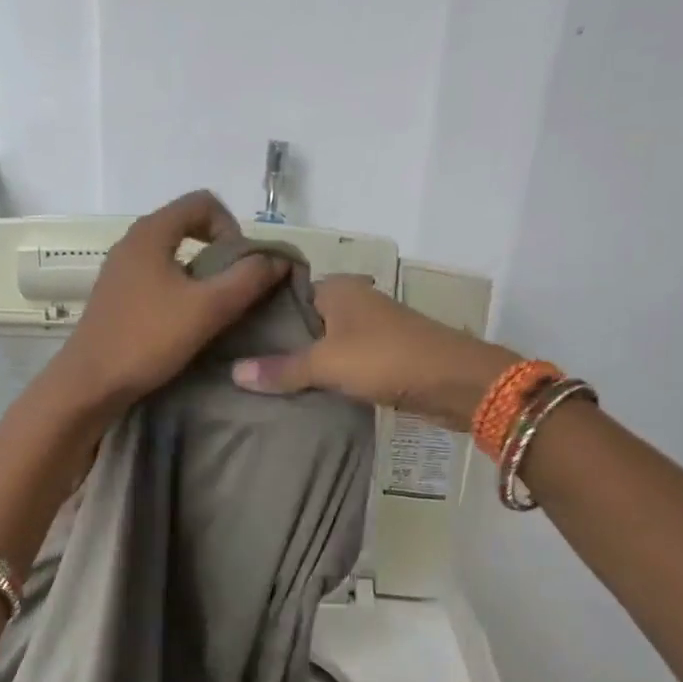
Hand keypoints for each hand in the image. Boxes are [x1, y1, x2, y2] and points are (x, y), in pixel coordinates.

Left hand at [49, 191, 286, 413]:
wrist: (90, 383)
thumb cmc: (148, 339)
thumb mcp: (208, 308)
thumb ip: (248, 279)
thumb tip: (277, 260)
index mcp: (151, 232)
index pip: (203, 202)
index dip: (232, 227)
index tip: (240, 265)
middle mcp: (132, 242)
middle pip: (187, 225)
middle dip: (219, 251)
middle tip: (234, 287)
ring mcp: (120, 269)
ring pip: (172, 254)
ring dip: (200, 272)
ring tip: (214, 307)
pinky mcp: (116, 295)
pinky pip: (156, 276)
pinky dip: (179, 288)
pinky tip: (185, 321)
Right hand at [230, 276, 516, 430]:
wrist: (456, 383)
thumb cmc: (387, 358)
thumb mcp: (328, 363)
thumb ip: (281, 368)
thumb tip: (233, 373)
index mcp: (337, 288)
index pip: (284, 293)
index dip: (257, 312)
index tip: (226, 333)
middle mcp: (351, 302)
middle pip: (301, 320)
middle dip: (274, 342)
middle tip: (232, 363)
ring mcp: (367, 330)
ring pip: (320, 344)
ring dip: (298, 362)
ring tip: (256, 382)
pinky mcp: (379, 358)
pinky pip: (338, 363)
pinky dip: (320, 376)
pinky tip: (294, 394)